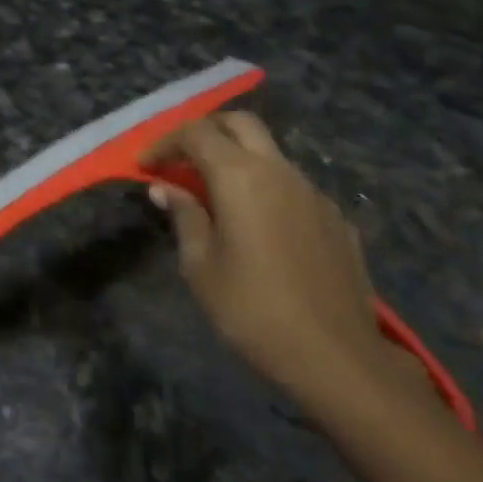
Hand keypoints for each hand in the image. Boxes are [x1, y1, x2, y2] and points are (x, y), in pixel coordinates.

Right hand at [141, 112, 434, 420]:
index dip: (165, 142)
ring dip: (237, 158)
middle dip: (205, 131)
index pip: (197, 133)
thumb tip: (166, 188)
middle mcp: (281, 172)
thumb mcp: (200, 266)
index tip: (145, 165)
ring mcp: (315, 194)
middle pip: (241, 124)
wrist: (337, 357)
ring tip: (212, 193)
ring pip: (270, 153)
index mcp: (242, 178)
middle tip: (179, 158)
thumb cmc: (252, 310)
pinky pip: (293, 186)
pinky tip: (256, 226)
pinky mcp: (336, 219)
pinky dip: (265, 187)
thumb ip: (184, 216)